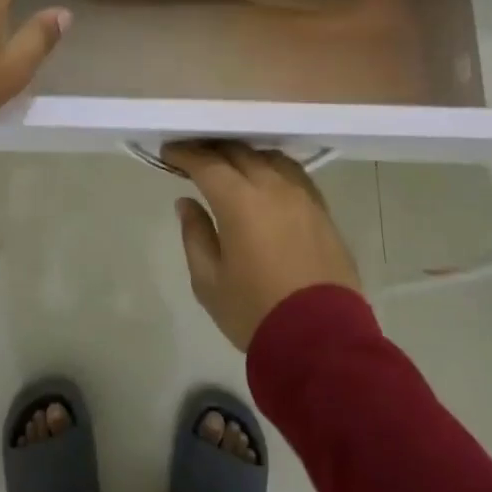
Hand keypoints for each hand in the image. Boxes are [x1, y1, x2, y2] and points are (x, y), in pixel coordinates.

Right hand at [163, 141, 361, 351]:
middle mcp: (272, 187)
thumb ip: (195, 235)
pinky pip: (293, 174)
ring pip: (268, 158)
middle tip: (194, 156)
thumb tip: (187, 203)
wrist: (322, 342)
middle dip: (212, 150)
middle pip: (239, 152)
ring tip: (229, 166)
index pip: (207, 163)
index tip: (168, 151)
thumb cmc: (255, 311)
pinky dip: (272, 168)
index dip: (185, 154)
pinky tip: (265, 180)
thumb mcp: (209, 281)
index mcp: (240, 201)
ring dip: (244, 156)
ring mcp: (302, 196)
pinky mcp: (322, 211)